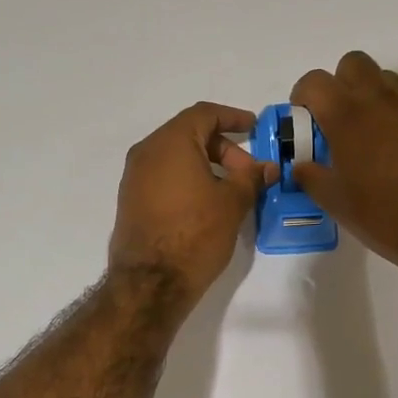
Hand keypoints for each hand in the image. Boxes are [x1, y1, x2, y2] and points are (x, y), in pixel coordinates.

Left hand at [108, 103, 276, 306]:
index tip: (255, 129)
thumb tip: (267, 167)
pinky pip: (163, 176)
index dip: (233, 117)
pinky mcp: (130, 200)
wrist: (151, 283)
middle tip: (248, 173)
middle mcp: (146, 152)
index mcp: (170, 142)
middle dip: (223, 148)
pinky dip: (187, 179)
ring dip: (206, 165)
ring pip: (175, 156)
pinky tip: (207, 203)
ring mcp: (134, 177)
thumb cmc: (195, 234)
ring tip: (231, 190)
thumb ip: (251, 178)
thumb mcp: (232, 204)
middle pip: (189, 134)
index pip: (205, 114)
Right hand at [291, 51, 397, 272]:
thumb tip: (301, 165)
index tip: (305, 117)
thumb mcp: (336, 203)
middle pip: (354, 63)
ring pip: (388, 79)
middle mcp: (381, 101)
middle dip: (341, 83)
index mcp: (347, 117)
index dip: (303, 95)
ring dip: (373, 94)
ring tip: (372, 131)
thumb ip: (311, 178)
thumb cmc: (384, 216)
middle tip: (339, 117)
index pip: (315, 81)